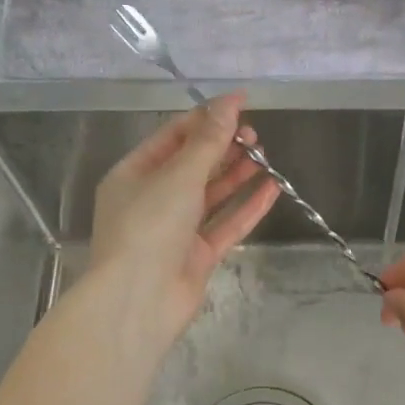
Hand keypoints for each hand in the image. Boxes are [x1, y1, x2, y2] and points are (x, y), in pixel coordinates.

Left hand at [88, 93, 278, 348]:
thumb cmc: (149, 227)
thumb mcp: (179, 176)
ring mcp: (175, 230)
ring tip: (264, 156)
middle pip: (192, 165)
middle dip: (223, 147)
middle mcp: (152, 199)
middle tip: (254, 135)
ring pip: (211, 195)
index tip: (241, 103)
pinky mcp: (197, 255)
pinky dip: (247, 207)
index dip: (206, 118)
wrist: (139, 300)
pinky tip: (271, 189)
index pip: (172, 136)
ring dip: (236, 175)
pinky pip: (225, 224)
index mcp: (133, 174)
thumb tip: (229, 103)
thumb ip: (208, 142)